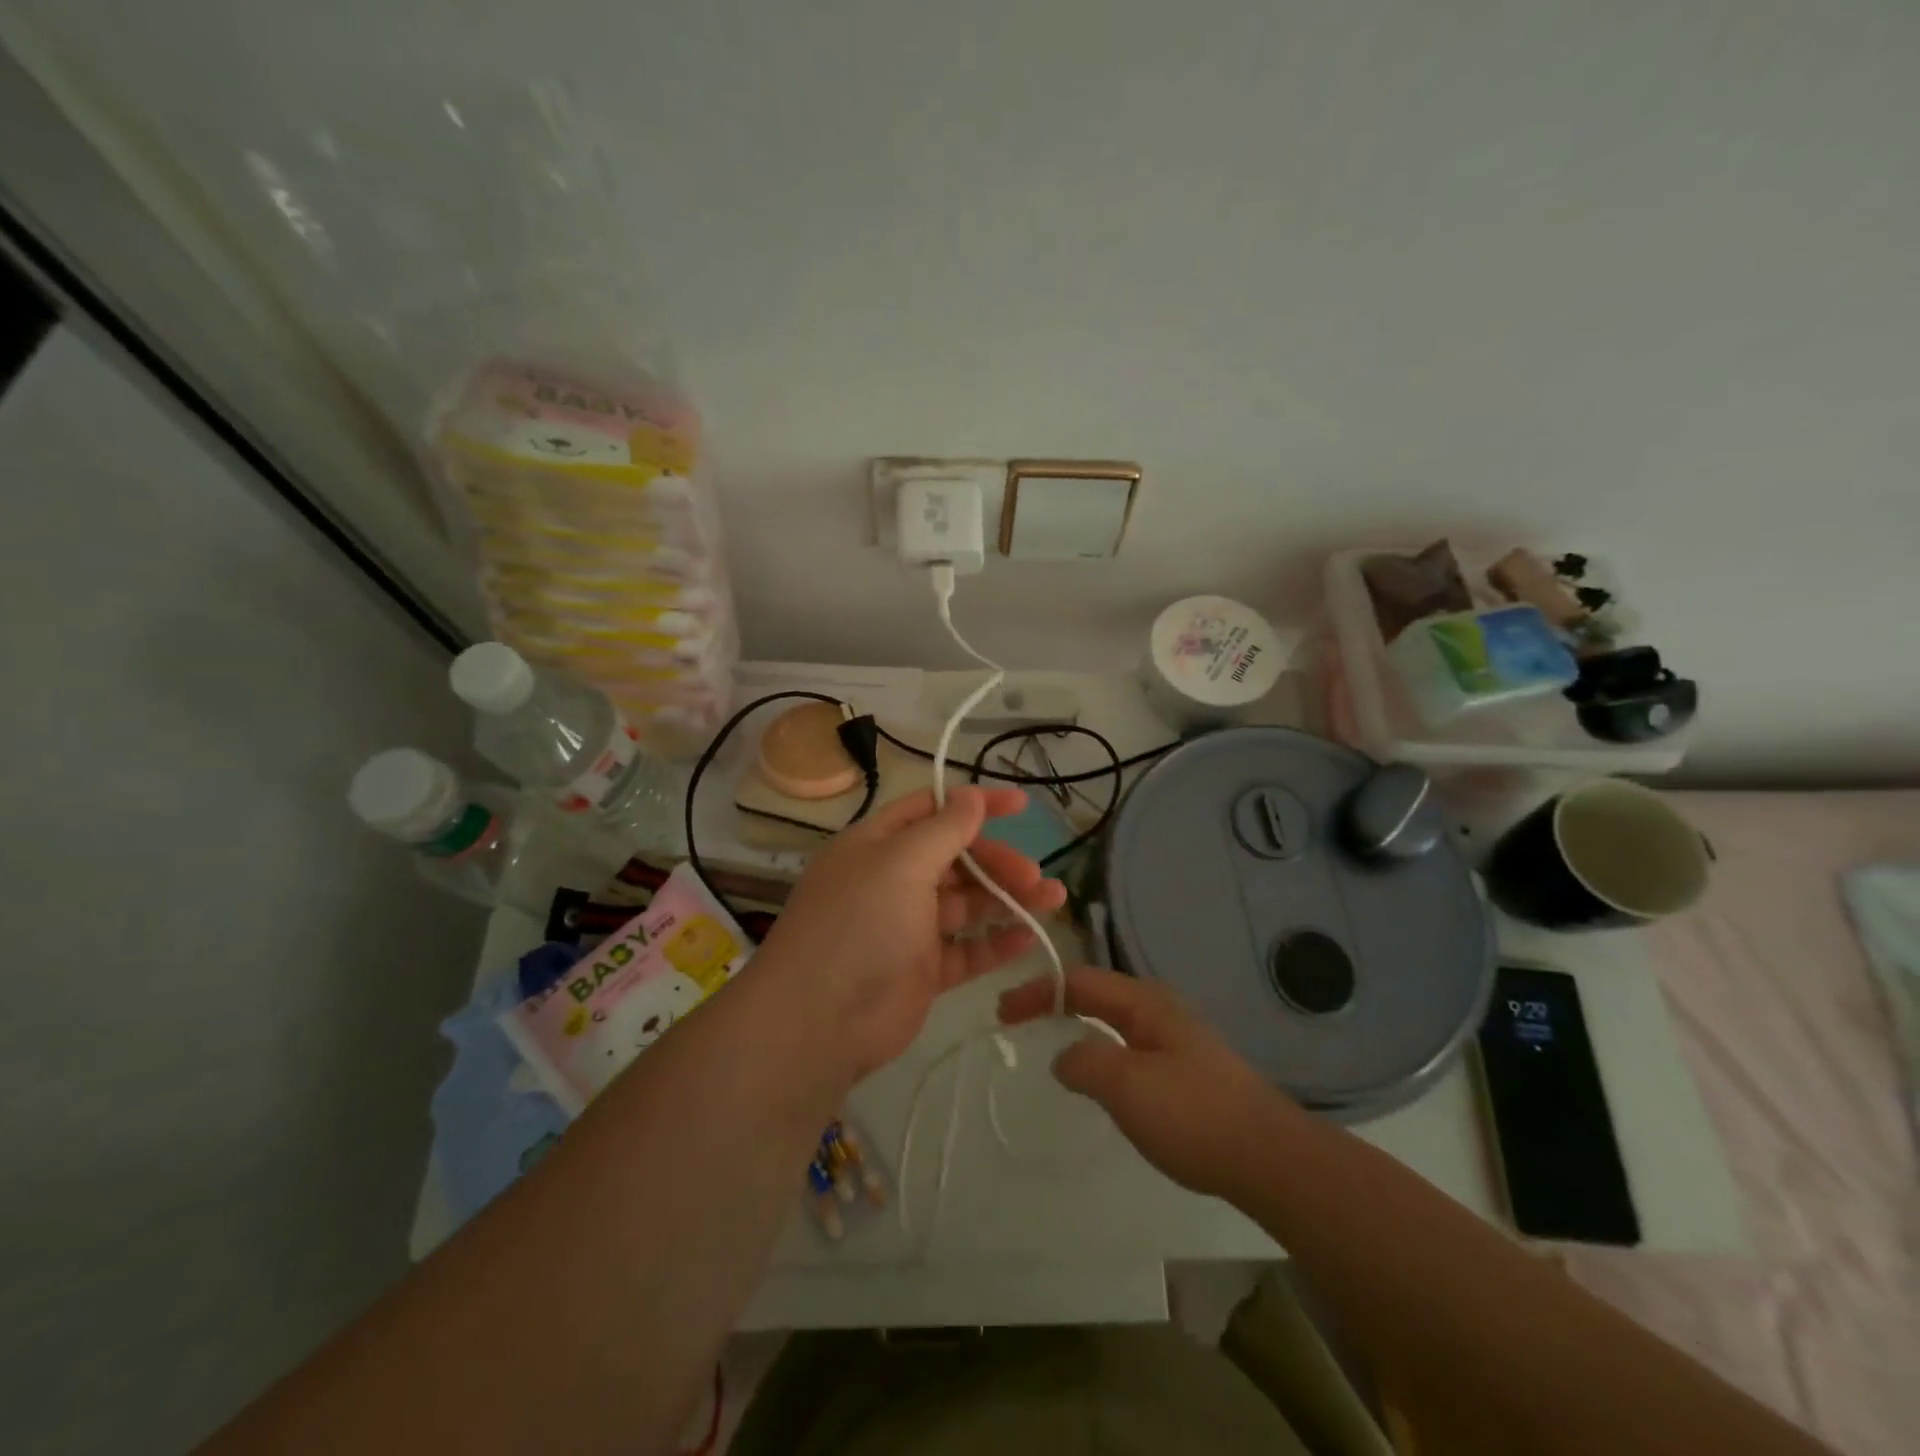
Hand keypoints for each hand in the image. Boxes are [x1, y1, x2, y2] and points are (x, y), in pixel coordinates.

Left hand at [754, 787, 1066, 1085]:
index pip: (932, 810)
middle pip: (956, 859)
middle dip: (997, 862)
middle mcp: (892, 881)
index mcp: (878, 845)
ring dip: (1008, 899)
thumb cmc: (859, 925)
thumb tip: (972, 795)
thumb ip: (944, 830)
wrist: (818, 1022)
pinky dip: (997, 942)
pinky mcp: (923, 971)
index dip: (975, 804)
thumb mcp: (901, 864)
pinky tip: (1029, 937)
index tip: (1021, 806)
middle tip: (1034, 875)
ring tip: (1052, 900)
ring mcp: (908, 928)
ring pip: (967, 905)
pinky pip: (967, 950)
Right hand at [998, 966, 1293, 1200]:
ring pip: (1113, 1019)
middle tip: (1017, 1021)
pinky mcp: (1188, 1068)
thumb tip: (1064, 1056)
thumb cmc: (1192, 1114)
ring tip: (1050, 1042)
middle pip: (1095, 993)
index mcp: (1144, 1001)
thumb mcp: (1126, 1085)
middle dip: (1053, 1002)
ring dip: (1077, 1024)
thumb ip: (1084, 1062)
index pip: (1078, 982)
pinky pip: (1129, 1045)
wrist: (1269, 1157)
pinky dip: (1099, 1048)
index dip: (1037, 992)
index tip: (1002, 1012)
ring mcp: (1177, 1037)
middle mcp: (1160, 1009)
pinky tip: (1100, 1077)